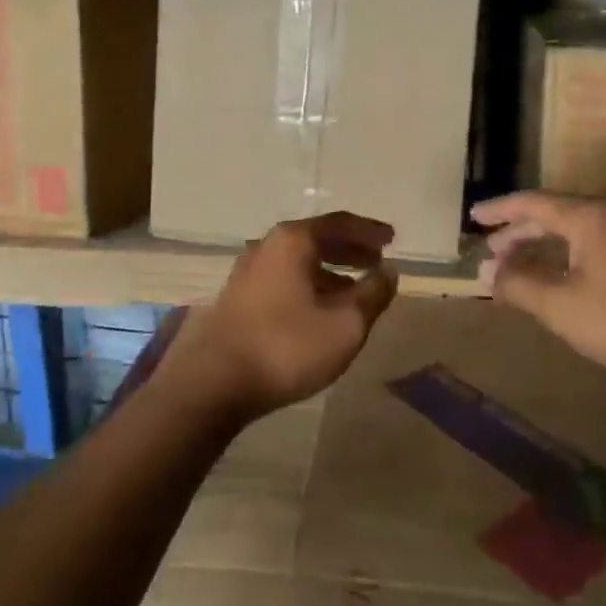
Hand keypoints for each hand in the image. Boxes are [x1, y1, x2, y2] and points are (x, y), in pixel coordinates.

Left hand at [157, 211, 399, 422]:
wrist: (214, 382)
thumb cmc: (286, 346)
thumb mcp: (345, 324)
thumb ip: (372, 294)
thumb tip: (388, 271)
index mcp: (293, 240)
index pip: (339, 223)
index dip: (369, 231)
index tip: (392, 239)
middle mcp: (267, 245)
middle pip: (316, 238)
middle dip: (349, 249)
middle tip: (376, 261)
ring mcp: (248, 271)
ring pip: (298, 260)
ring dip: (329, 270)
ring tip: (354, 289)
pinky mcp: (238, 296)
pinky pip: (283, 278)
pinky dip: (309, 284)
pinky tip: (319, 309)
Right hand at [471, 191, 605, 377]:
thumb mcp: (560, 305)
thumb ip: (519, 284)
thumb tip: (487, 270)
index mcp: (587, 218)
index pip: (532, 203)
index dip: (499, 210)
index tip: (473, 217)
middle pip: (552, 215)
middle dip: (518, 232)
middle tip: (491, 248)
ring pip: (572, 232)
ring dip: (540, 246)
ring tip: (515, 265)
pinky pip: (588, 246)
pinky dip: (562, 257)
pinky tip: (555, 279)